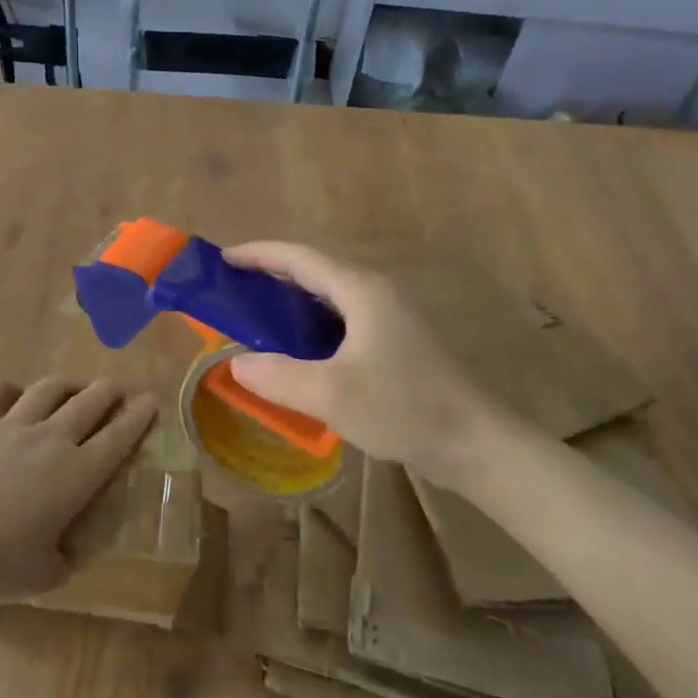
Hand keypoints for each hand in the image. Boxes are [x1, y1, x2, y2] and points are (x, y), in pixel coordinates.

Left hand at [0, 377, 158, 602]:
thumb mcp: (45, 576)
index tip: (151, 400)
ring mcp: (11, 426)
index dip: (139, 415)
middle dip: (109, 390)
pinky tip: (11, 394)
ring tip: (73, 387)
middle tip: (117, 389)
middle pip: (89, 401)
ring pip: (48, 390)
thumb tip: (68, 552)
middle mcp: (51, 440)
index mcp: (77, 474)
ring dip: (67, 384)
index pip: (119, 437)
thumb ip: (64, 559)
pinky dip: (6, 388)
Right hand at [224, 242, 506, 482]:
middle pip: (314, 271)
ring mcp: (389, 317)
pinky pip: (340, 320)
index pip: (300, 257)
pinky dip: (309, 325)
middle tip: (232, 290)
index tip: (223, 260)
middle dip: (271, 275)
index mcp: (360, 290)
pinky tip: (295, 350)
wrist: (473, 443)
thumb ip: (277, 376)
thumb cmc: (403, 407)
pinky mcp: (395, 342)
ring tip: (254, 316)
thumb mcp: (330, 394)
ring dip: (290, 301)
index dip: (259, 254)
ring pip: (328, 297)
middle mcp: (375, 293)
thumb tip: (237, 363)